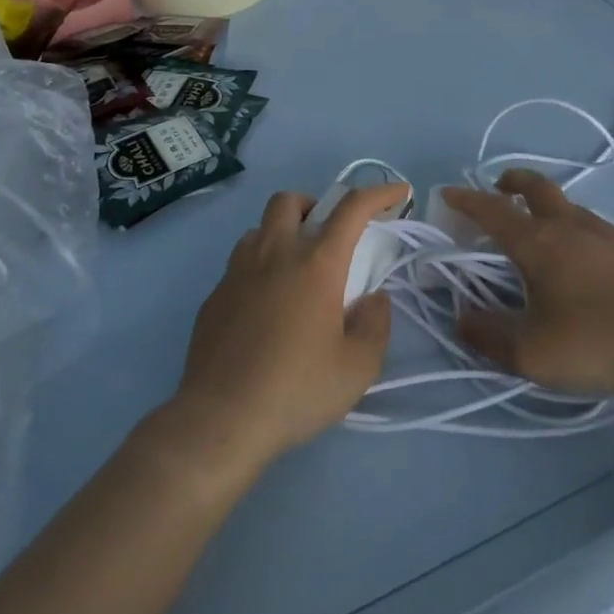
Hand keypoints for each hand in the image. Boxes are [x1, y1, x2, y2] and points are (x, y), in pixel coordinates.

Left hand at [169, 185, 404, 476]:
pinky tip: (264, 308)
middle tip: (327, 238)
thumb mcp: (358, 367)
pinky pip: (238, 264)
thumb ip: (376, 325)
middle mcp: (275, 254)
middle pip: (290, 200)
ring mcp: (237, 273)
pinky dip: (258, 269)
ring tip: (294, 270)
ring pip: (258, 228)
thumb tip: (373, 299)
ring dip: (281, 235)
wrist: (220, 421)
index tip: (399, 192)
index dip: (380, 192)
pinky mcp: (213, 297)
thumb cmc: (296, 390)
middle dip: (314, 205)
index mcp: (316, 263)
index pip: (352, 208)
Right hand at [440, 171, 613, 399]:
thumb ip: (489, 336)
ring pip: (568, 205)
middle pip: (536, 187)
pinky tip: (584, 258)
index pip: (493, 211)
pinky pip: (593, 225)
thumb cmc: (598, 342)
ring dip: (546, 205)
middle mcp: (570, 225)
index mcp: (539, 243)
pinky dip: (575, 227)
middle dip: (512, 182)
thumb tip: (462, 317)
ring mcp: (606, 231)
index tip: (450, 193)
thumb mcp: (532, 354)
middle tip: (499, 187)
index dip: (467, 200)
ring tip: (540, 228)